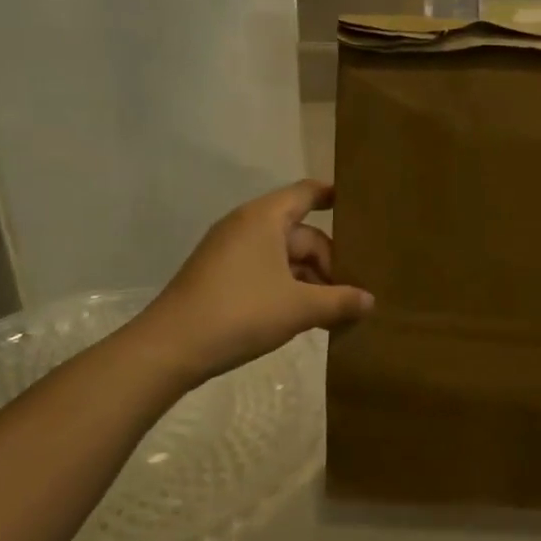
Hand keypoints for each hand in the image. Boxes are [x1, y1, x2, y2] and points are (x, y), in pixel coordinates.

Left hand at [140, 181, 371, 383]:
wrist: (170, 348)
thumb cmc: (241, 312)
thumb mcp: (300, 308)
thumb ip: (340, 301)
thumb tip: (370, 301)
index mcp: (264, 218)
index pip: (306, 193)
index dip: (333, 196)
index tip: (360, 207)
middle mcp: (246, 227)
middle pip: (300, 233)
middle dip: (329, 260)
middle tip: (354, 291)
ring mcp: (230, 253)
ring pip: (284, 257)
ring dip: (311, 280)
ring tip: (335, 311)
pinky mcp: (220, 278)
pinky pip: (266, 272)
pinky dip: (289, 289)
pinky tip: (305, 317)